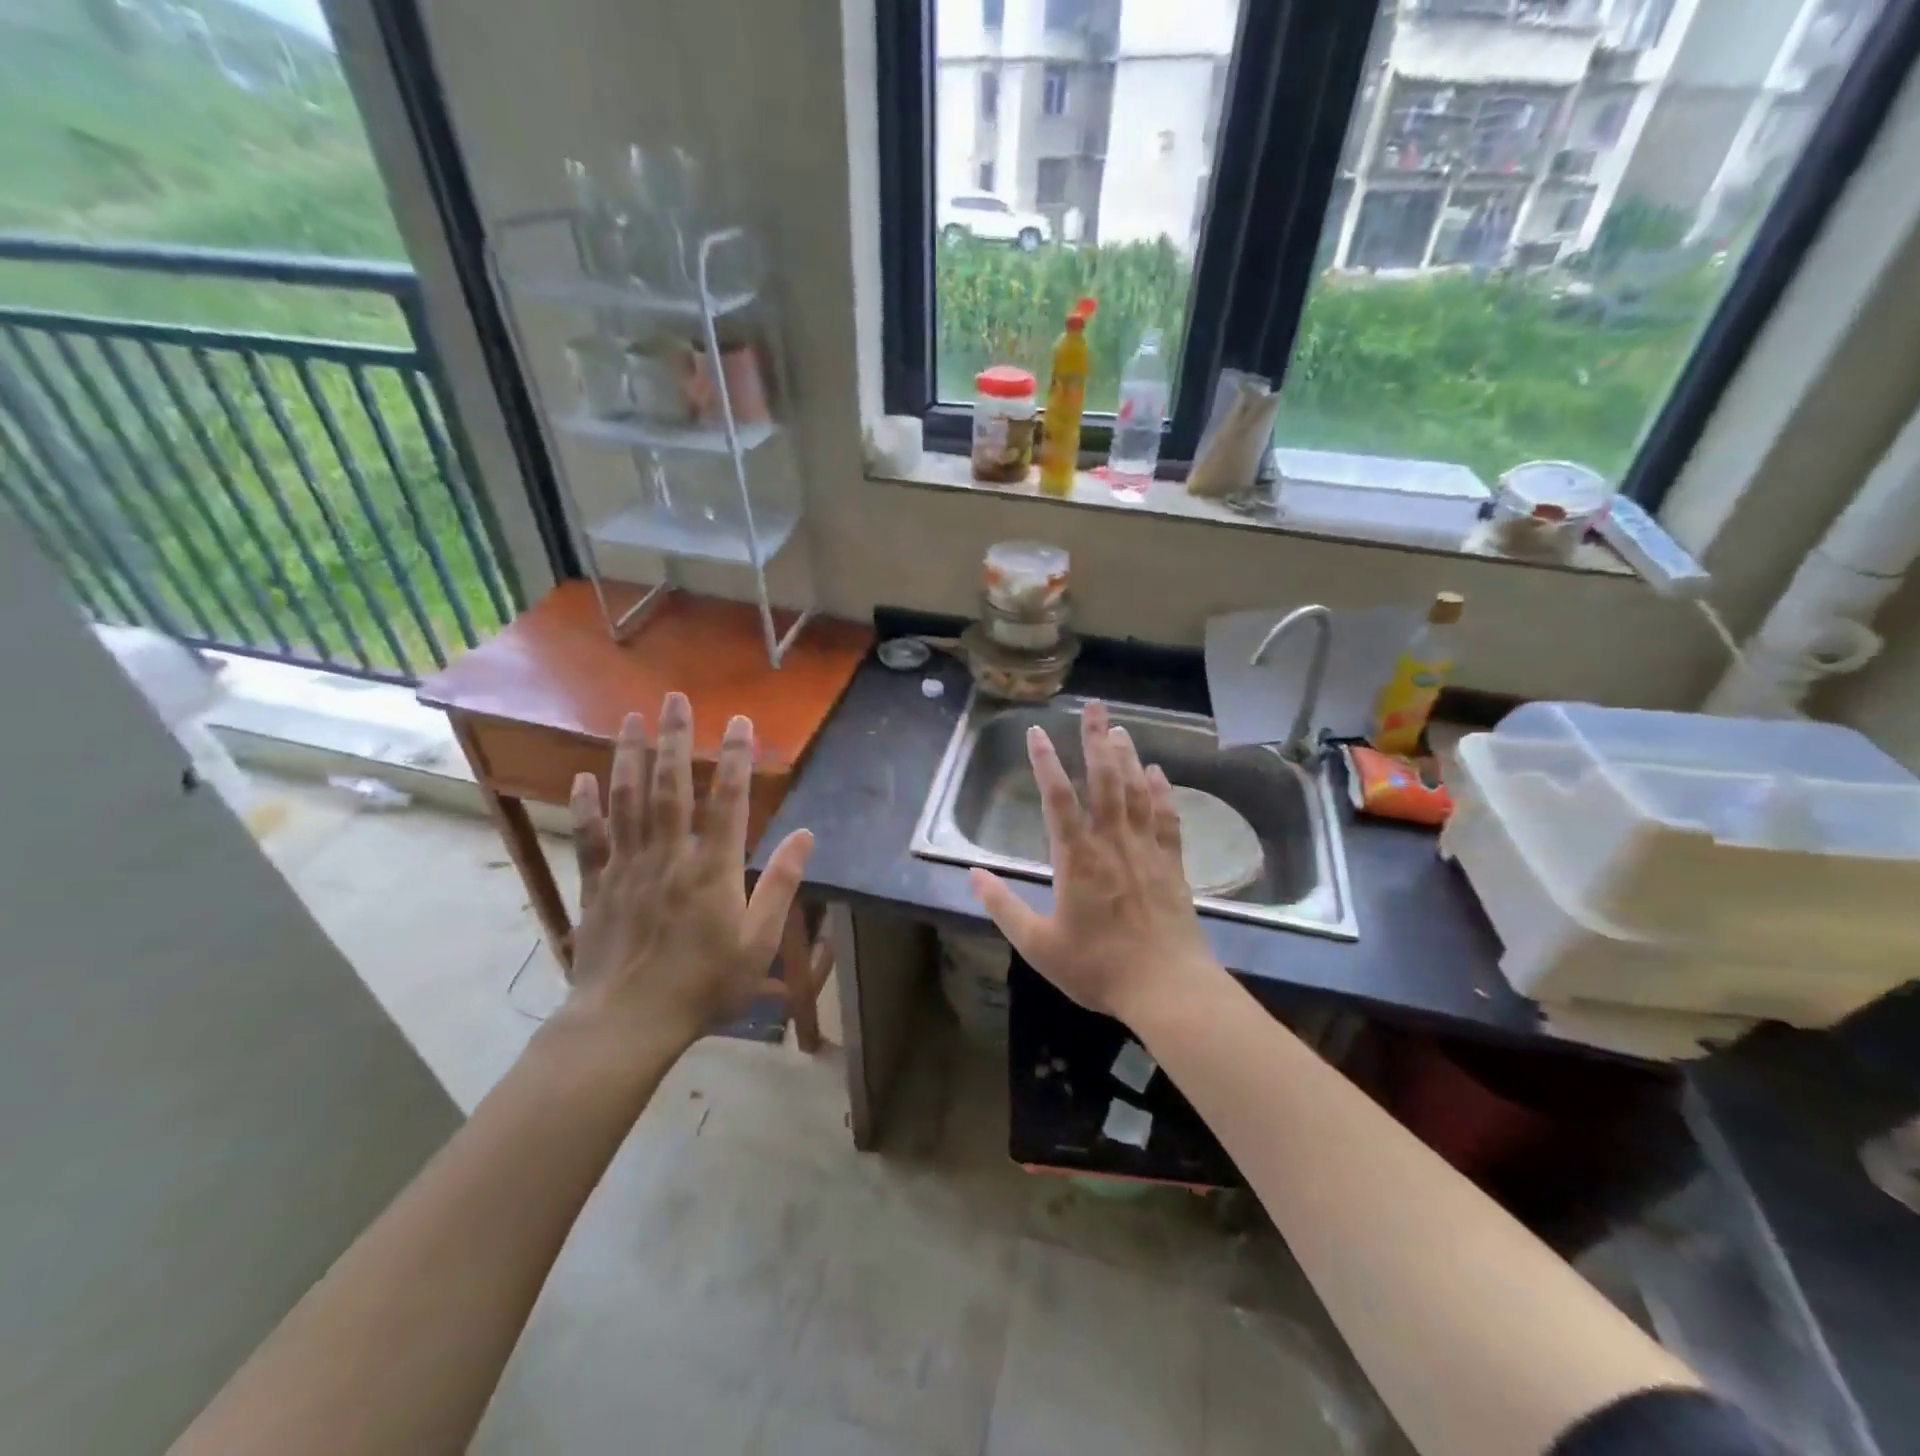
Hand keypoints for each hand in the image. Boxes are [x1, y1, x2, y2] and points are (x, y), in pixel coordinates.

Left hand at [562, 692, 812, 1050]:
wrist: (627, 1024)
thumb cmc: (704, 986)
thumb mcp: (758, 942)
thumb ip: (781, 885)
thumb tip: (807, 836)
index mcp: (713, 869)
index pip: (728, 801)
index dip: (734, 758)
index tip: (738, 722)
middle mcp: (669, 856)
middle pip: (670, 787)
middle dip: (674, 739)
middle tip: (672, 698)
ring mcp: (627, 868)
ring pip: (627, 801)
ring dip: (629, 756)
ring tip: (630, 718)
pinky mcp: (596, 886)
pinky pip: (590, 838)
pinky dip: (586, 806)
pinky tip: (582, 777)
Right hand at [969, 700, 1221, 1024]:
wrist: (1167, 988)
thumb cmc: (1098, 967)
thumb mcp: (1038, 945)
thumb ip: (1003, 907)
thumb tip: (972, 876)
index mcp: (1077, 858)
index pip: (1058, 798)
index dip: (1045, 762)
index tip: (1036, 731)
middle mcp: (1112, 843)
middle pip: (1104, 780)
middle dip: (1096, 740)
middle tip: (1094, 707)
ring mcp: (1146, 850)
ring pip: (1137, 792)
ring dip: (1128, 757)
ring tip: (1119, 729)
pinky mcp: (1171, 864)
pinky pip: (1167, 818)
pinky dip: (1162, 792)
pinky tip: (1158, 773)